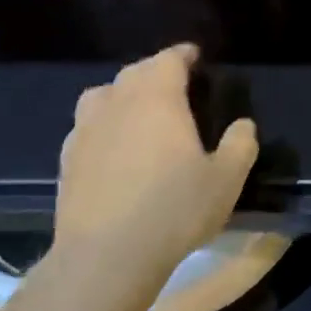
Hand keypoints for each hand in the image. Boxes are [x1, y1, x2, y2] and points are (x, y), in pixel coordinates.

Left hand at [53, 44, 258, 280]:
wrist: (106, 256)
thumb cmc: (174, 209)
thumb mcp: (226, 179)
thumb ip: (240, 145)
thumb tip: (243, 125)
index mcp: (157, 99)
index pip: (168, 60)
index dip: (183, 55)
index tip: (195, 57)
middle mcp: (117, 103)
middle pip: (134, 72)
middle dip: (155, 71)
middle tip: (174, 84)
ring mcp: (85, 130)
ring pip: (102, 95)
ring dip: (122, 93)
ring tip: (138, 109)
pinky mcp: (67, 160)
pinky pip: (86, 126)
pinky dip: (103, 124)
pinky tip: (112, 146)